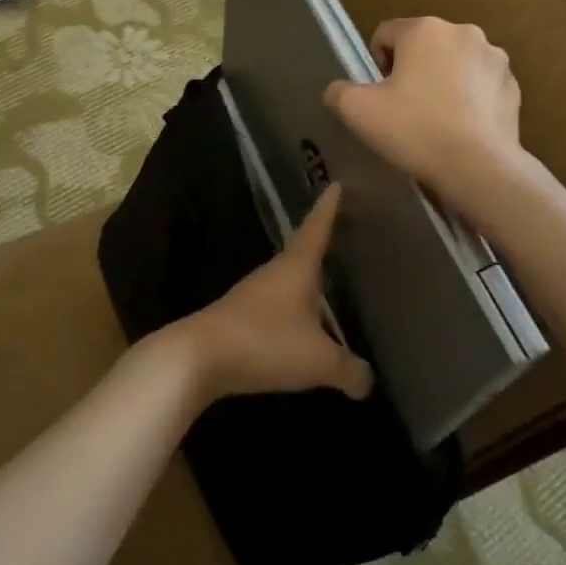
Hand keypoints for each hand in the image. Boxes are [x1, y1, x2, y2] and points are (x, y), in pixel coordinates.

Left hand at [173, 184, 373, 404]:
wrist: (197, 358)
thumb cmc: (265, 343)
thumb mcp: (318, 360)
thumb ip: (349, 369)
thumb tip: (368, 381)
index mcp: (296, 266)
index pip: (317, 227)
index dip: (329, 207)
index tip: (336, 183)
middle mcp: (274, 272)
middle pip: (302, 250)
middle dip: (323, 241)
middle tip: (344, 232)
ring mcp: (252, 294)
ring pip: (287, 279)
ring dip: (306, 278)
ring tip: (328, 279)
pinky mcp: (239, 318)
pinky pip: (275, 306)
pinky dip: (292, 308)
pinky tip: (300, 325)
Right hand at [324, 17, 524, 201]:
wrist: (478, 166)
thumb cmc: (415, 129)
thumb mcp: (358, 111)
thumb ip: (339, 92)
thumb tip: (338, 90)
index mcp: (425, 29)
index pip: (385, 34)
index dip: (375, 64)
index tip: (380, 96)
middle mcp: (464, 32)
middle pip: (423, 47)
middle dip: (411, 71)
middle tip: (405, 109)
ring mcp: (495, 59)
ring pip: (454, 65)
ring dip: (442, 82)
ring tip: (436, 120)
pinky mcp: (513, 86)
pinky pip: (480, 86)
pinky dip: (469, 99)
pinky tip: (461, 128)